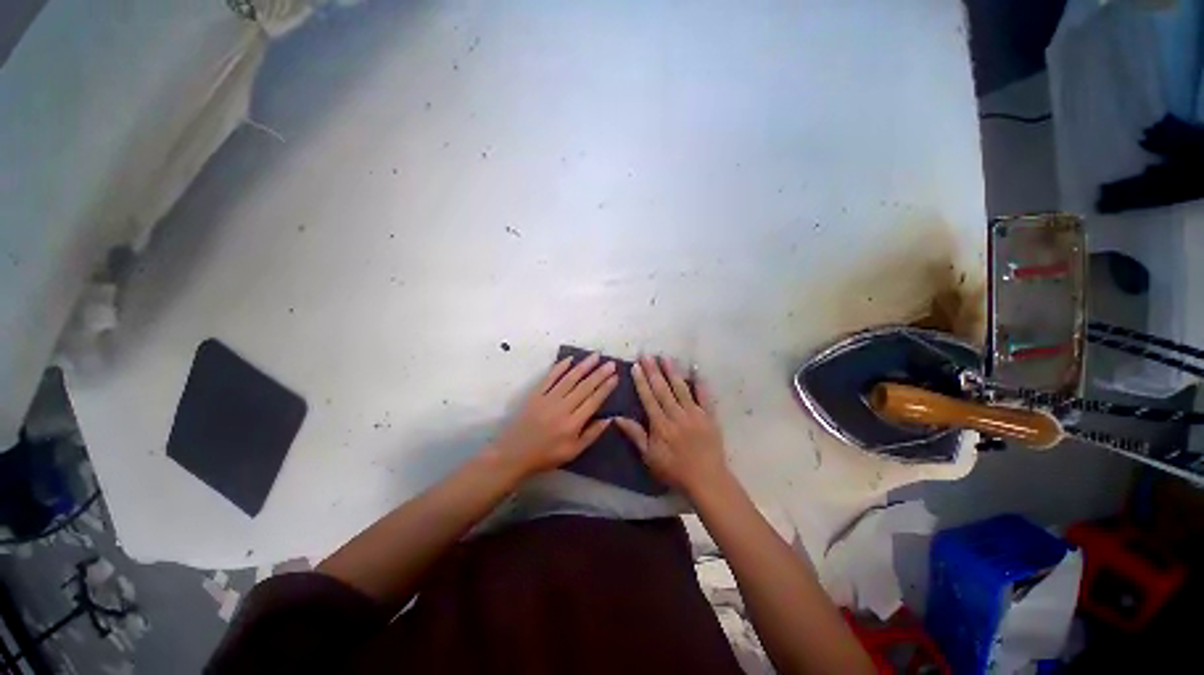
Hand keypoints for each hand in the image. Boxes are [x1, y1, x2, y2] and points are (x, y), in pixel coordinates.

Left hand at [490, 353, 617, 478]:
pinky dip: (560, 367)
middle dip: (599, 373)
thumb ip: (592, 434)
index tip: (615, 377)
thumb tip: (609, 419)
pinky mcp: (536, 394)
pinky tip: (570, 359)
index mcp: (573, 423)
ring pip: (569, 378)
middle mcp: (562, 407)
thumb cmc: (546, 455)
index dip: (605, 387)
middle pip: (584, 387)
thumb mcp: (573, 452)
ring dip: (584, 366)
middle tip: (611, 363)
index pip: (593, 400)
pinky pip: (550, 377)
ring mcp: (548, 398)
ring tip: (595, 356)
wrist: (513, 453)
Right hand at [614, 356, 730, 497]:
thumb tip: (617, 418)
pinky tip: (696, 370)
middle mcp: (676, 414)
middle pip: (663, 389)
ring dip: (672, 372)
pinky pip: (705, 396)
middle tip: (647, 355)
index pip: (648, 398)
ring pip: (681, 388)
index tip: (636, 366)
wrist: (707, 479)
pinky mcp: (709, 416)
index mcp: (661, 424)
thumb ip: (635, 435)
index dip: (641, 381)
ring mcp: (694, 414)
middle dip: (653, 371)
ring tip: (666, 357)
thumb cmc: (674, 470)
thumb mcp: (649, 457)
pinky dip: (700, 383)